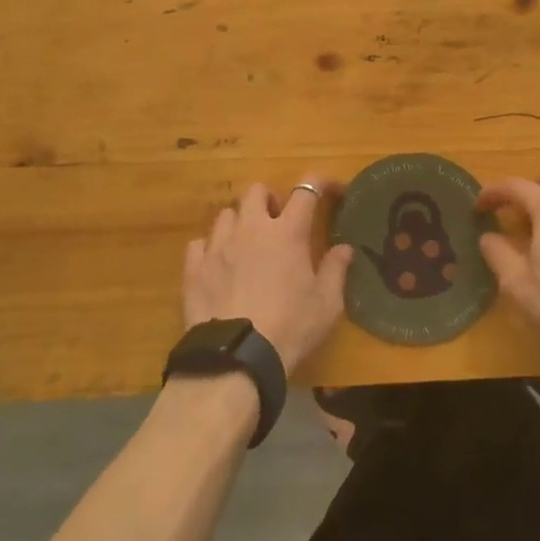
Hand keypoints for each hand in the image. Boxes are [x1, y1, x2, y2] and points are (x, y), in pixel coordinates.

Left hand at [183, 180, 354, 373]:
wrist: (236, 357)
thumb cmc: (290, 327)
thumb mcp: (326, 304)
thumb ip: (335, 271)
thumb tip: (345, 248)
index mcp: (287, 232)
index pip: (305, 191)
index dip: (319, 183)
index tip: (328, 188)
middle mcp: (251, 228)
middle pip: (256, 191)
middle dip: (268, 199)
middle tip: (277, 220)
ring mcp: (218, 245)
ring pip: (226, 214)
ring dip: (239, 222)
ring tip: (245, 244)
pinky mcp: (194, 267)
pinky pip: (199, 243)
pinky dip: (210, 249)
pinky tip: (217, 265)